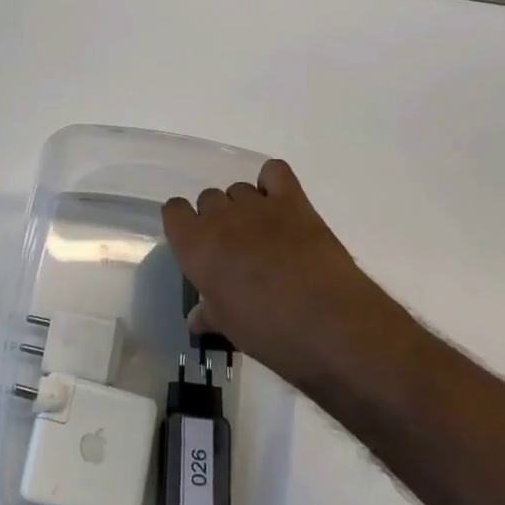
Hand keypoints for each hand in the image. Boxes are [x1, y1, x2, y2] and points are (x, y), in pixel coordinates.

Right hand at [162, 160, 415, 393]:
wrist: (330, 324)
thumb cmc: (270, 332)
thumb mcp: (230, 328)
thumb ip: (209, 314)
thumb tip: (196, 319)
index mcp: (196, 247)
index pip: (173, 211)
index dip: (184, 225)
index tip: (196, 244)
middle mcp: (221, 218)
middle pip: (208, 198)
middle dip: (217, 219)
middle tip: (235, 249)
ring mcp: (258, 205)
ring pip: (239, 189)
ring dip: (245, 207)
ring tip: (263, 234)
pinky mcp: (293, 200)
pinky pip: (274, 172)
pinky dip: (272, 182)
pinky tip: (280, 205)